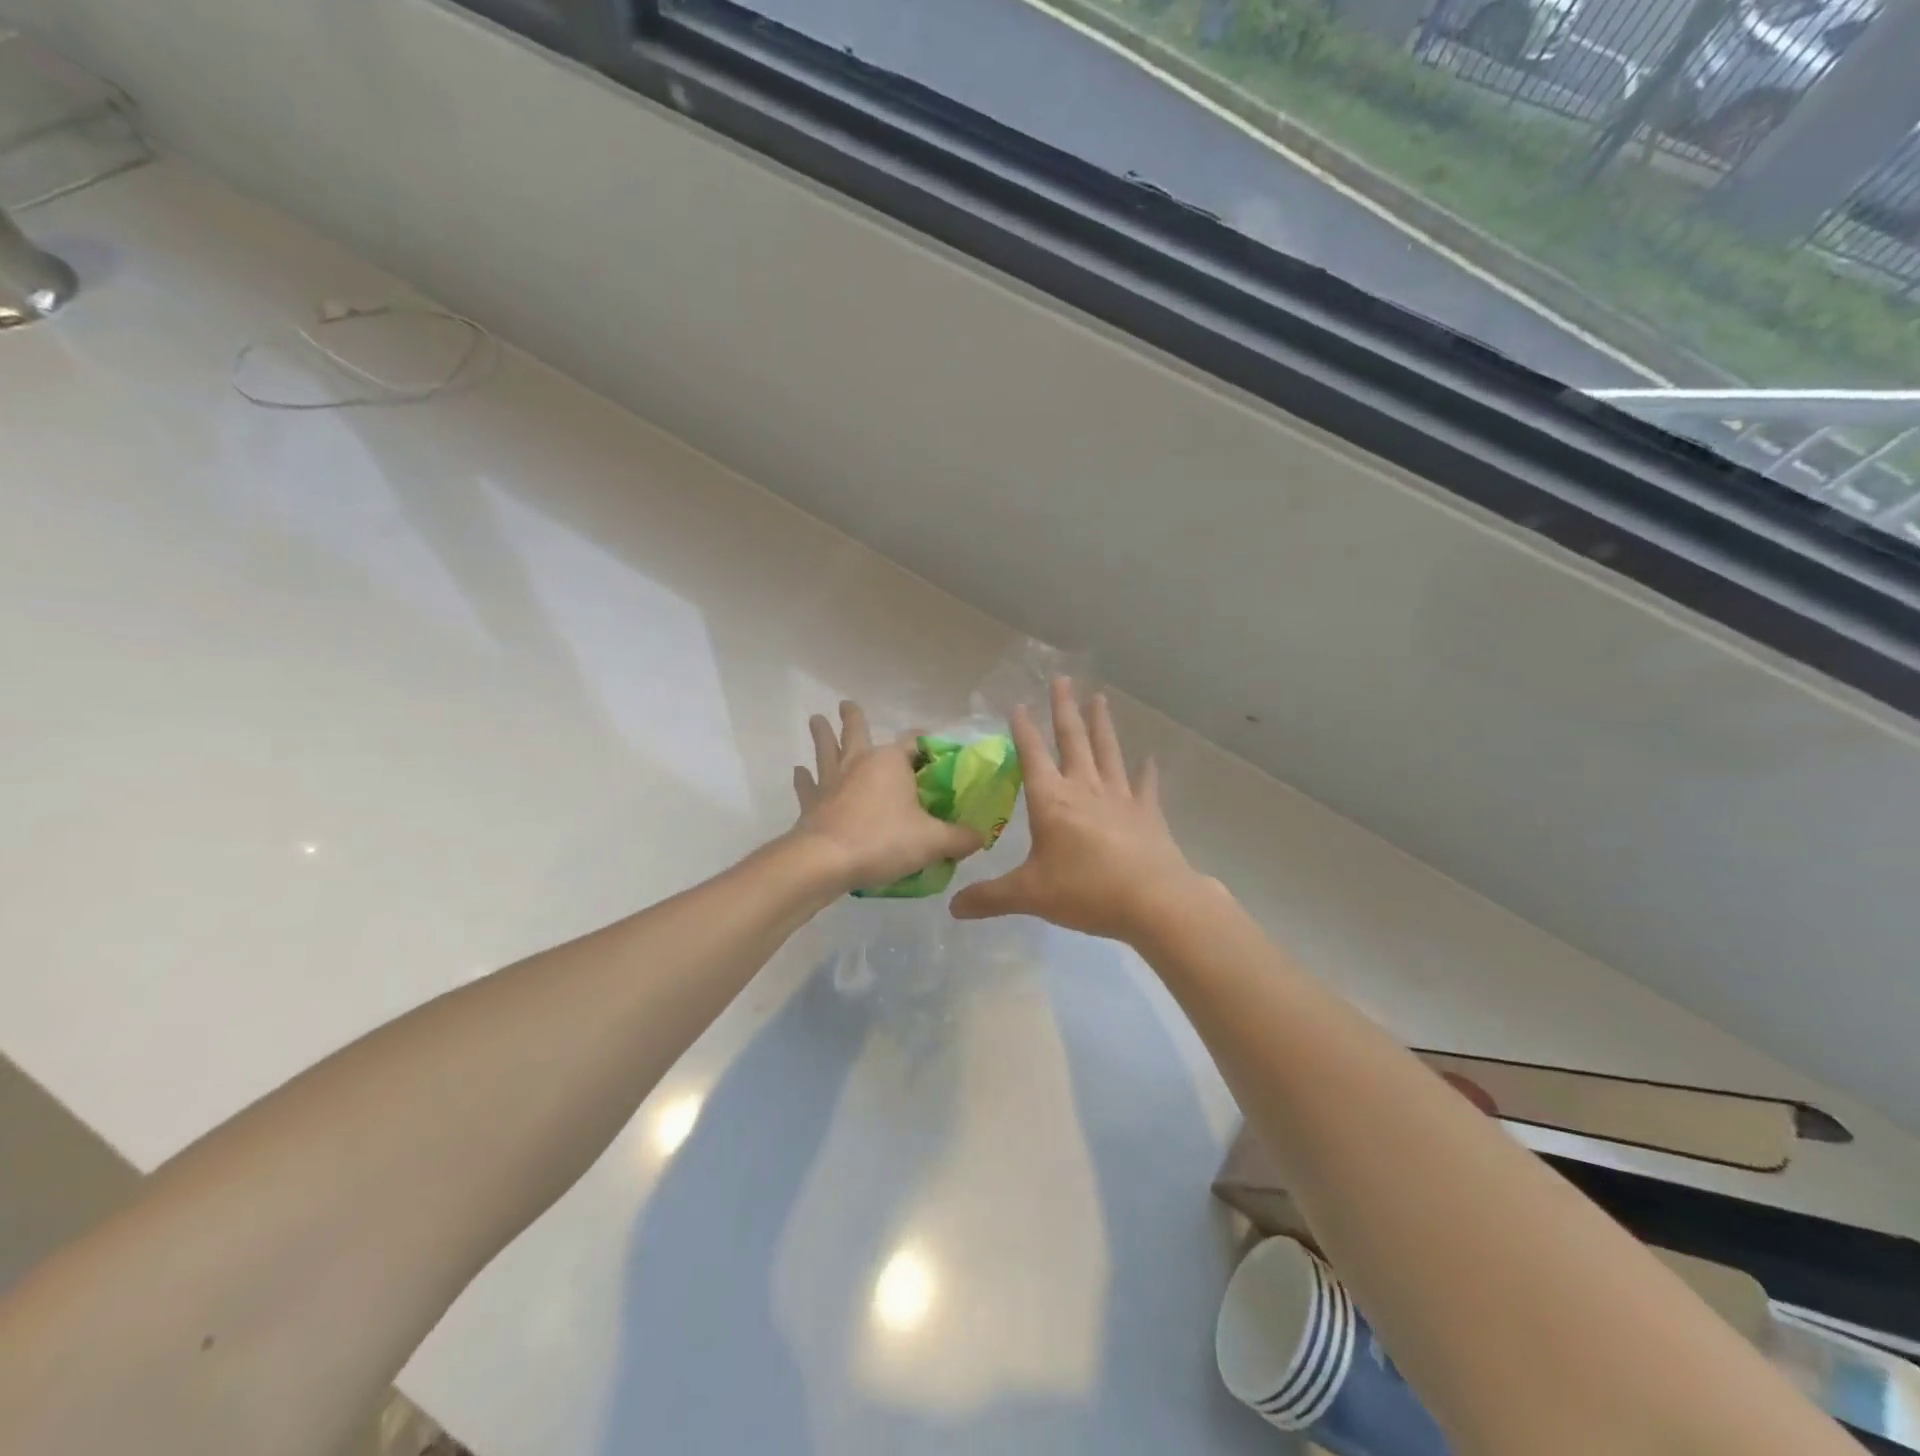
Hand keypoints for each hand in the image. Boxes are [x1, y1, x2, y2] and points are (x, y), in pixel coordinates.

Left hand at [790, 701, 984, 894]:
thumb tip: (980, 836)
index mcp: (891, 762)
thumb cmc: (883, 842)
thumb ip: (960, 838)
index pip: (915, 742)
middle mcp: (859, 763)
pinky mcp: (812, 803)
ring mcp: (831, 781)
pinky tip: (800, 772)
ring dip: (822, 735)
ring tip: (816, 720)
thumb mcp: (934, 842)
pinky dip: (804, 779)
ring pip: (826, 751)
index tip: (936, 746)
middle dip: (854, 718)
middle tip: (847, 704)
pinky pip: (807, 786)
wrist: (826, 861)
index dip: (928, 743)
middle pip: (857, 732)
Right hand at [950, 679, 1208, 942]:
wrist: (1153, 901)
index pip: (1032, 756)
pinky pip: (1145, 785)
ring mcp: (1120, 797)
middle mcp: (1085, 789)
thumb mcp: (1029, 895)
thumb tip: (952, 908)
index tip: (1019, 704)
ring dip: (1102, 725)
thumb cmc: (1085, 891)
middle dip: (1065, 710)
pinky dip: (1146, 771)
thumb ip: (990, 897)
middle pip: (1073, 741)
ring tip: (1100, 698)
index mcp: (1052, 801)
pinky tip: (1148, 758)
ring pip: (1108, 751)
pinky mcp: (1148, 813)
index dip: (1023, 730)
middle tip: (1063, 679)